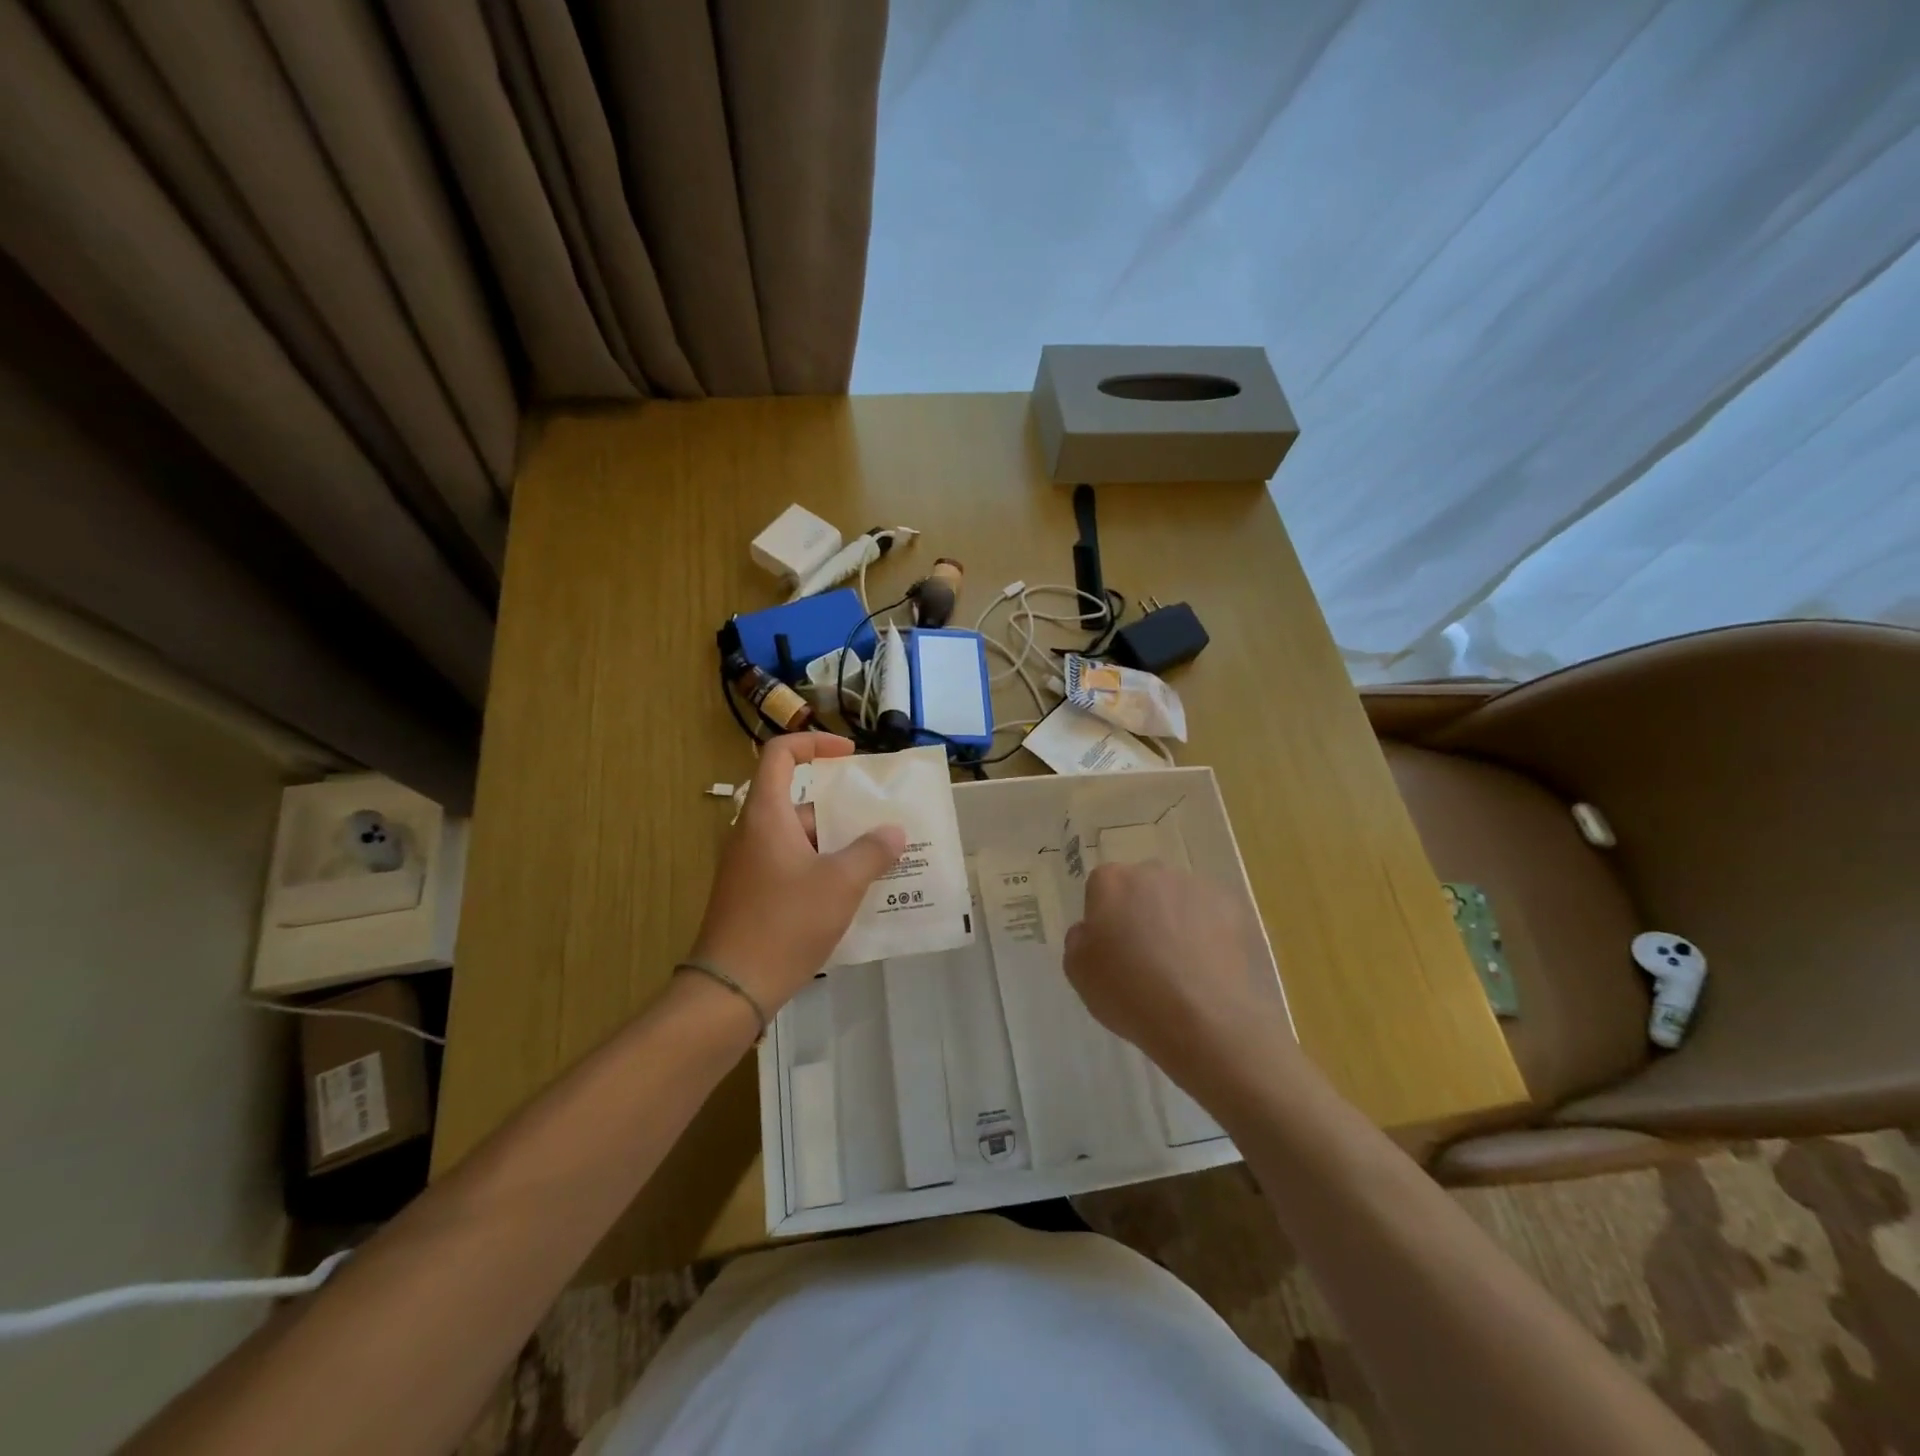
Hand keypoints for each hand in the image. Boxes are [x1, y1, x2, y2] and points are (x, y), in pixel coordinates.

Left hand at [688, 732, 905, 1016]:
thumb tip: (893, 832)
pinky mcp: (753, 895)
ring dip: (839, 847)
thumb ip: (872, 852)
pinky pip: (793, 867)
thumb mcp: (840, 884)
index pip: (781, 754)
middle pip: (800, 803)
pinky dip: (823, 871)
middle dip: (844, 812)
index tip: (849, 755)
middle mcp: (754, 833)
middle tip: (884, 825)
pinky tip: (854, 896)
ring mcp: (750, 867)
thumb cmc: (785, 923)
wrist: (732, 989)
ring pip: (801, 840)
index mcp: (767, 815)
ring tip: (881, 863)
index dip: (814, 743)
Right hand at [1063, 861, 1293, 1092]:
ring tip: (1180, 966)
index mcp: (1111, 881)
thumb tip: (1092, 930)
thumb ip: (1079, 939)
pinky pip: (1210, 915)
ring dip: (1175, 920)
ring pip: (1177, 899)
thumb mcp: (1078, 971)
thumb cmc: (1129, 992)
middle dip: (1140, 912)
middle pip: (1141, 887)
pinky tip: (1206, 967)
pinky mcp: (1231, 906)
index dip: (1104, 918)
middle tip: (1144, 956)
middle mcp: (1152, 872)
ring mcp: (1195, 886)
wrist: (1202, 1017)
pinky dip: (1207, 933)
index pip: (1101, 888)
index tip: (1111, 949)